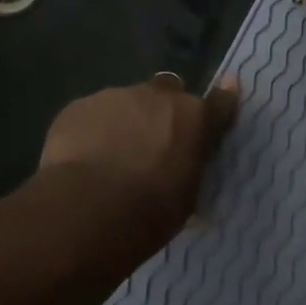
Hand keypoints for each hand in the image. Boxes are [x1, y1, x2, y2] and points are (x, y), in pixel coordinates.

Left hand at [38, 74, 240, 244]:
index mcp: (193, 118)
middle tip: (153, 141)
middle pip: (168, 91)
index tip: (225, 95)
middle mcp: (158, 96)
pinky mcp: (79, 105)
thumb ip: (188, 168)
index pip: (219, 102)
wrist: (88, 209)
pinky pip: (92, 114)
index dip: (222, 100)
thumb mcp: (185, 198)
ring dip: (125, 121)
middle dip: (163, 110)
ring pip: (125, 102)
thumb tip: (183, 169)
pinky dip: (92, 130)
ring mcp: (115, 96)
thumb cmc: (150, 213)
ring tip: (110, 157)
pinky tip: (82, 159)